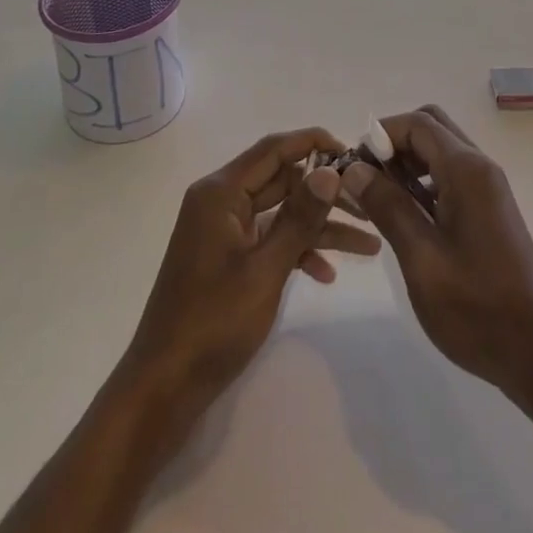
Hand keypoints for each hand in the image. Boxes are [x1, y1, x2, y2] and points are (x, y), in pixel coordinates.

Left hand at [124, 128, 381, 407]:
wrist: (164, 388)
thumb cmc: (213, 323)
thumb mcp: (265, 270)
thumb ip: (300, 217)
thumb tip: (330, 170)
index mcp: (220, 192)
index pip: (273, 149)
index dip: (314, 143)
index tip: (354, 154)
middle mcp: (220, 201)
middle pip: (281, 179)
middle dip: (325, 192)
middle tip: (368, 206)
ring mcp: (223, 230)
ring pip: (281, 212)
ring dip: (319, 226)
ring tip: (368, 244)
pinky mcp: (227, 257)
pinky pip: (269, 239)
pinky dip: (296, 251)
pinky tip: (327, 275)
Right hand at [339, 105, 532, 397]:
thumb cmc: (476, 307)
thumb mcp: (421, 257)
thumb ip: (387, 206)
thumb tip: (354, 168)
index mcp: (466, 170)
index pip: (418, 123)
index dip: (381, 134)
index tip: (354, 164)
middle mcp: (480, 168)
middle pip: (432, 128)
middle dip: (394, 143)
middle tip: (367, 179)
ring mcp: (488, 189)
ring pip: (441, 152)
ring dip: (407, 163)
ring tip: (379, 200)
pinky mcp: (489, 211)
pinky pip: (451, 176)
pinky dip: (424, 182)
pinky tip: (406, 217)